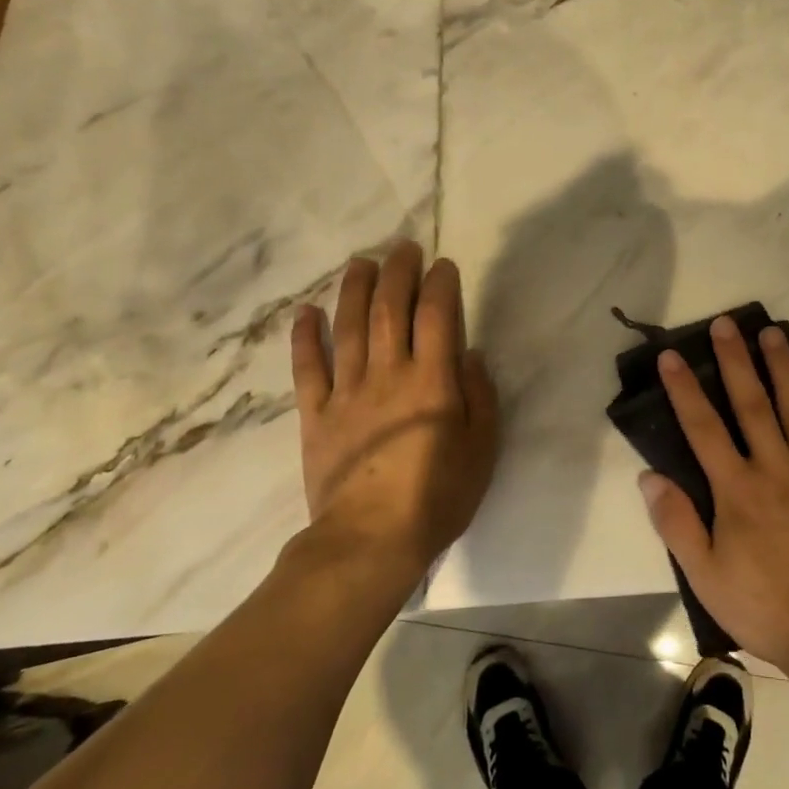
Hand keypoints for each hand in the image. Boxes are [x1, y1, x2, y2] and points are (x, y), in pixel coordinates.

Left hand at [289, 242, 499, 583]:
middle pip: (389, 310)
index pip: (437, 316)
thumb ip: (480, 397)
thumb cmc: (438, 497)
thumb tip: (469, 355)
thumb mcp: (482, 449)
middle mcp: (388, 374)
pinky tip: (306, 312)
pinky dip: (306, 338)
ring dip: (353, 290)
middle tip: (402, 247)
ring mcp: (346, 392)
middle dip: (397, 273)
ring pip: (348, 328)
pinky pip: (308, 369)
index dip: (440, 285)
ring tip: (360, 262)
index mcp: (432, 381)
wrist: (370, 541)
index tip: (443, 265)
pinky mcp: (316, 415)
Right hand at [638, 317, 788, 674]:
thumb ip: (676, 524)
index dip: (685, 389)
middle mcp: (776, 468)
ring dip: (783, 367)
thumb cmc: (767, 606)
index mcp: (737, 490)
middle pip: (752, 403)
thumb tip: (649, 476)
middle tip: (727, 322)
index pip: (703, 428)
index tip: (672, 355)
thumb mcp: (707, 577)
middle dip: (736, 360)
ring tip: (772, 332)